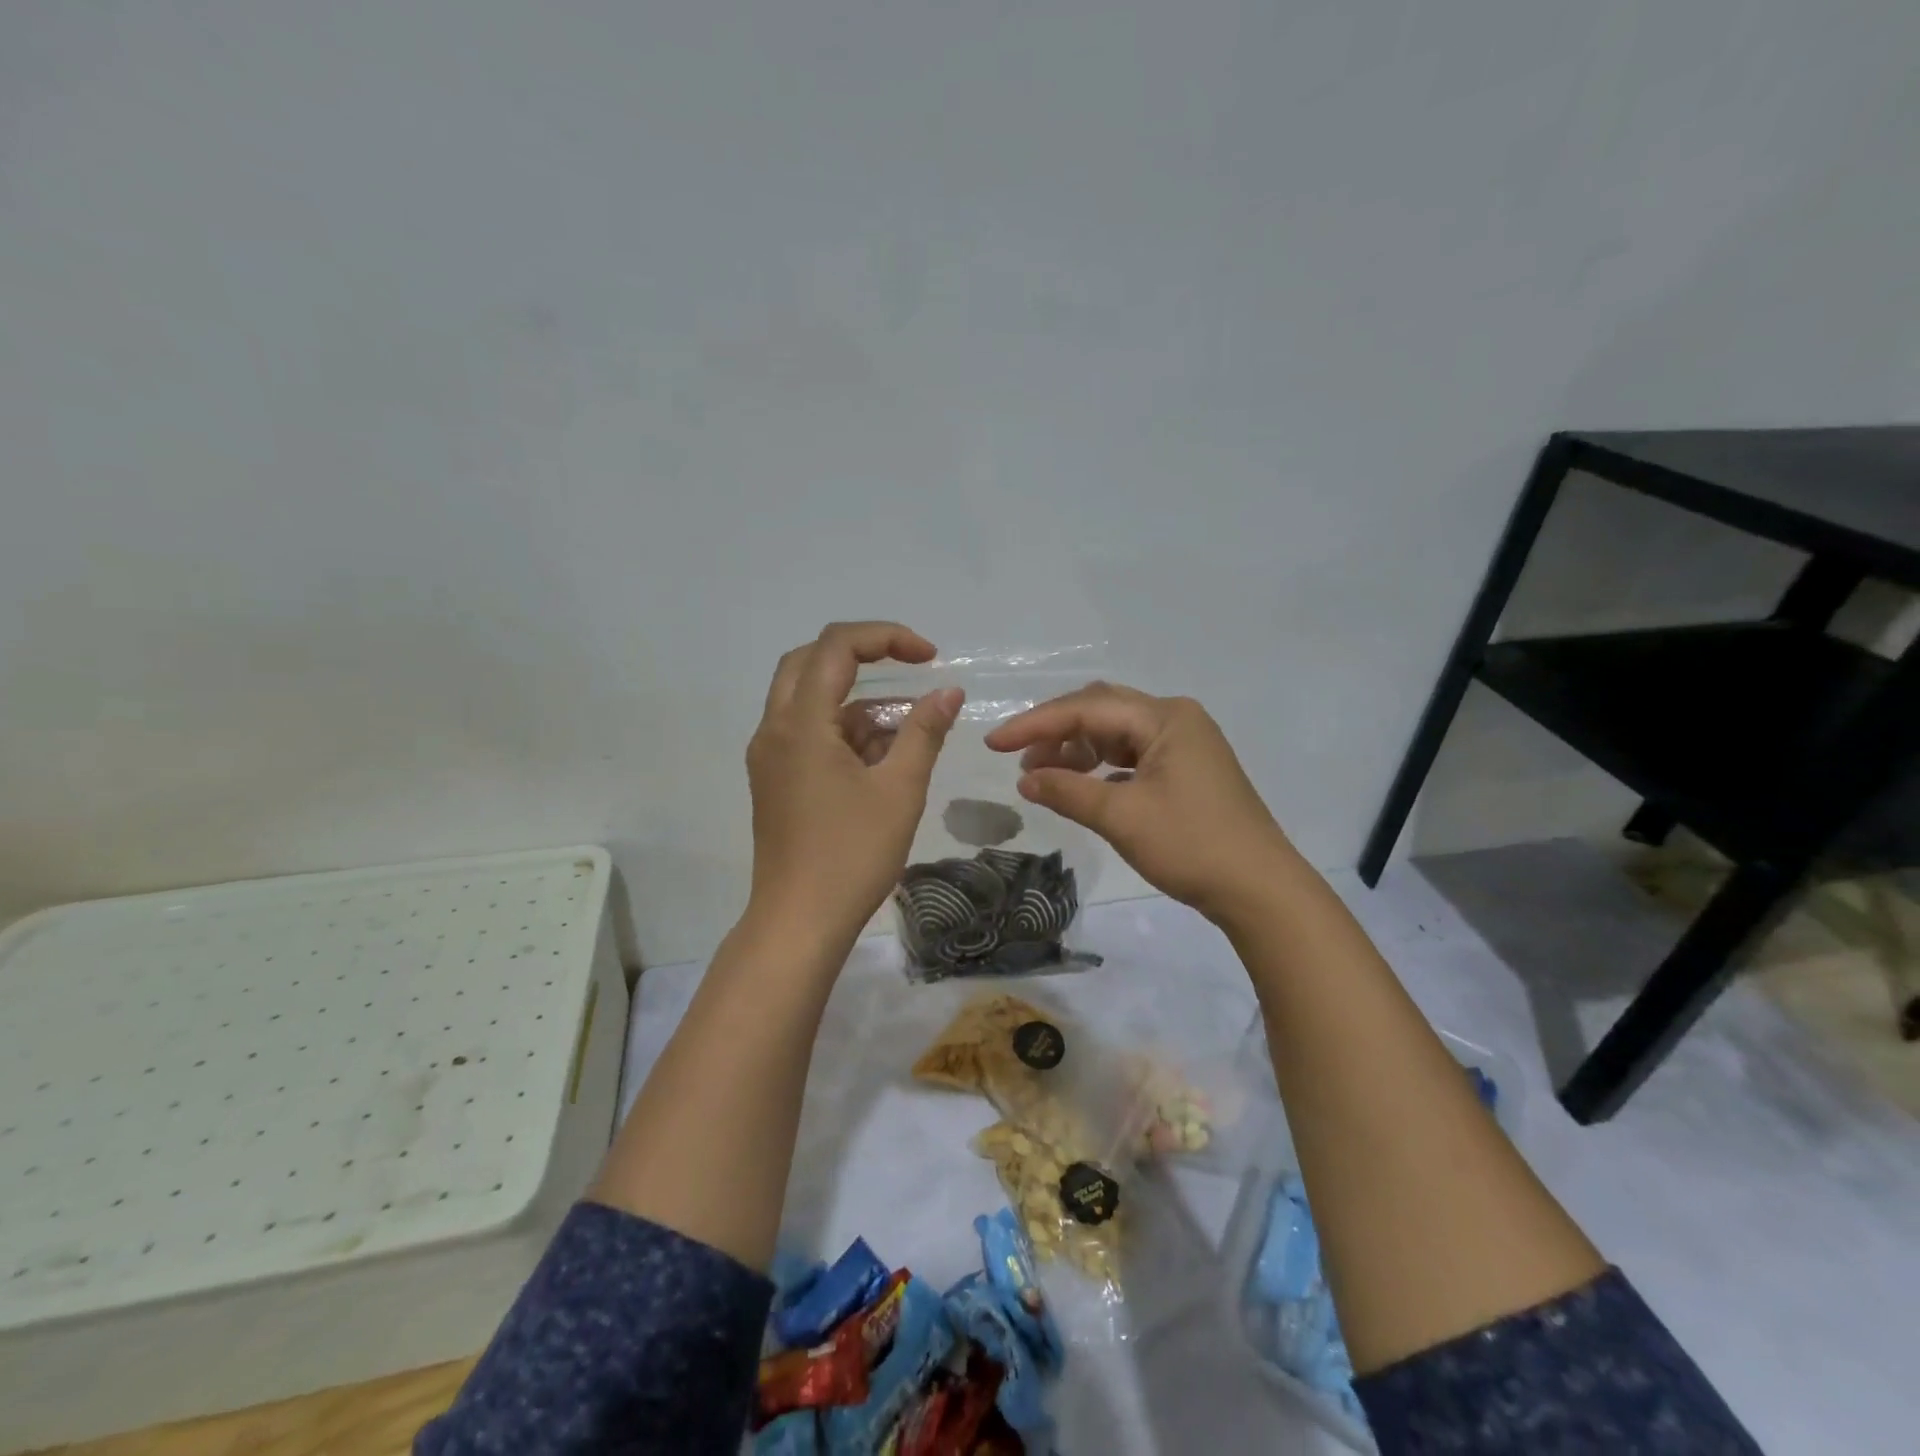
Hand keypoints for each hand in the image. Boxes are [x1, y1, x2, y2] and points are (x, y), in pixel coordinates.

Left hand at [745, 622, 963, 949]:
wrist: (799, 921)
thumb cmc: (852, 854)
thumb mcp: (899, 789)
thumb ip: (924, 731)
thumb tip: (948, 691)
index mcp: (800, 723)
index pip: (837, 647)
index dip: (886, 638)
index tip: (930, 657)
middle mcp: (774, 729)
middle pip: (811, 660)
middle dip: (862, 656)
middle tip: (909, 668)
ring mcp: (769, 756)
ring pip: (808, 698)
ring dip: (855, 699)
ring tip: (907, 726)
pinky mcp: (773, 779)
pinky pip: (806, 732)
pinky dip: (842, 729)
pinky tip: (881, 756)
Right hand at [984, 682, 1294, 924]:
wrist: (1259, 890)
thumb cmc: (1191, 845)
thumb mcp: (1122, 817)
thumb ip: (1068, 791)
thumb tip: (1024, 780)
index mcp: (1165, 717)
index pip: (1086, 708)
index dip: (1035, 724)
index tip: (993, 743)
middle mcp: (1175, 719)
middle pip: (1101, 710)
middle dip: (1056, 731)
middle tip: (1018, 757)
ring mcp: (1185, 744)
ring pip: (1117, 733)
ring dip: (1077, 749)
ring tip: (1043, 775)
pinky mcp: (1187, 770)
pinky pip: (1133, 755)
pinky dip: (1102, 766)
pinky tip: (1082, 786)